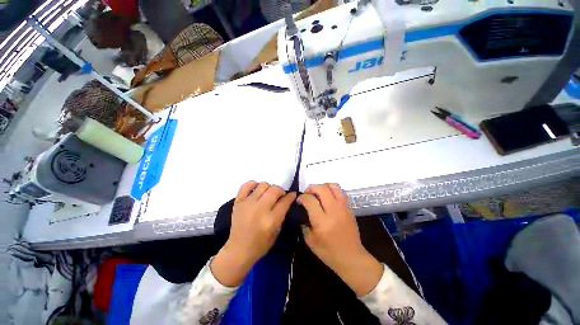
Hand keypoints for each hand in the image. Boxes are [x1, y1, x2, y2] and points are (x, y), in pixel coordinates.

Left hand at [211, 181, 295, 286]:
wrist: (238, 250)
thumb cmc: (260, 245)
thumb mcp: (277, 232)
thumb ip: (282, 214)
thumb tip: (287, 200)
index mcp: (271, 220)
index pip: (284, 201)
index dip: (291, 196)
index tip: (292, 195)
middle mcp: (260, 209)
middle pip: (274, 190)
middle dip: (281, 191)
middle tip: (280, 196)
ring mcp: (248, 203)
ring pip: (263, 185)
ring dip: (269, 188)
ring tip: (268, 194)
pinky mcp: (238, 202)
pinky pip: (246, 185)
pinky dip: (253, 184)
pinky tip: (256, 190)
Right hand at [298, 184, 382, 296]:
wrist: (352, 258)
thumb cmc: (329, 252)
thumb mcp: (310, 241)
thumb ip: (304, 225)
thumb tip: (302, 212)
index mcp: (322, 221)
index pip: (310, 200)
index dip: (302, 197)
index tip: (299, 200)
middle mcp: (333, 211)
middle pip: (322, 189)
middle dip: (311, 188)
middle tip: (308, 194)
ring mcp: (343, 208)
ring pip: (333, 186)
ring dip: (323, 186)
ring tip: (318, 193)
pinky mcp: (349, 208)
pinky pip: (340, 192)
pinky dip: (332, 191)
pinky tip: (328, 198)